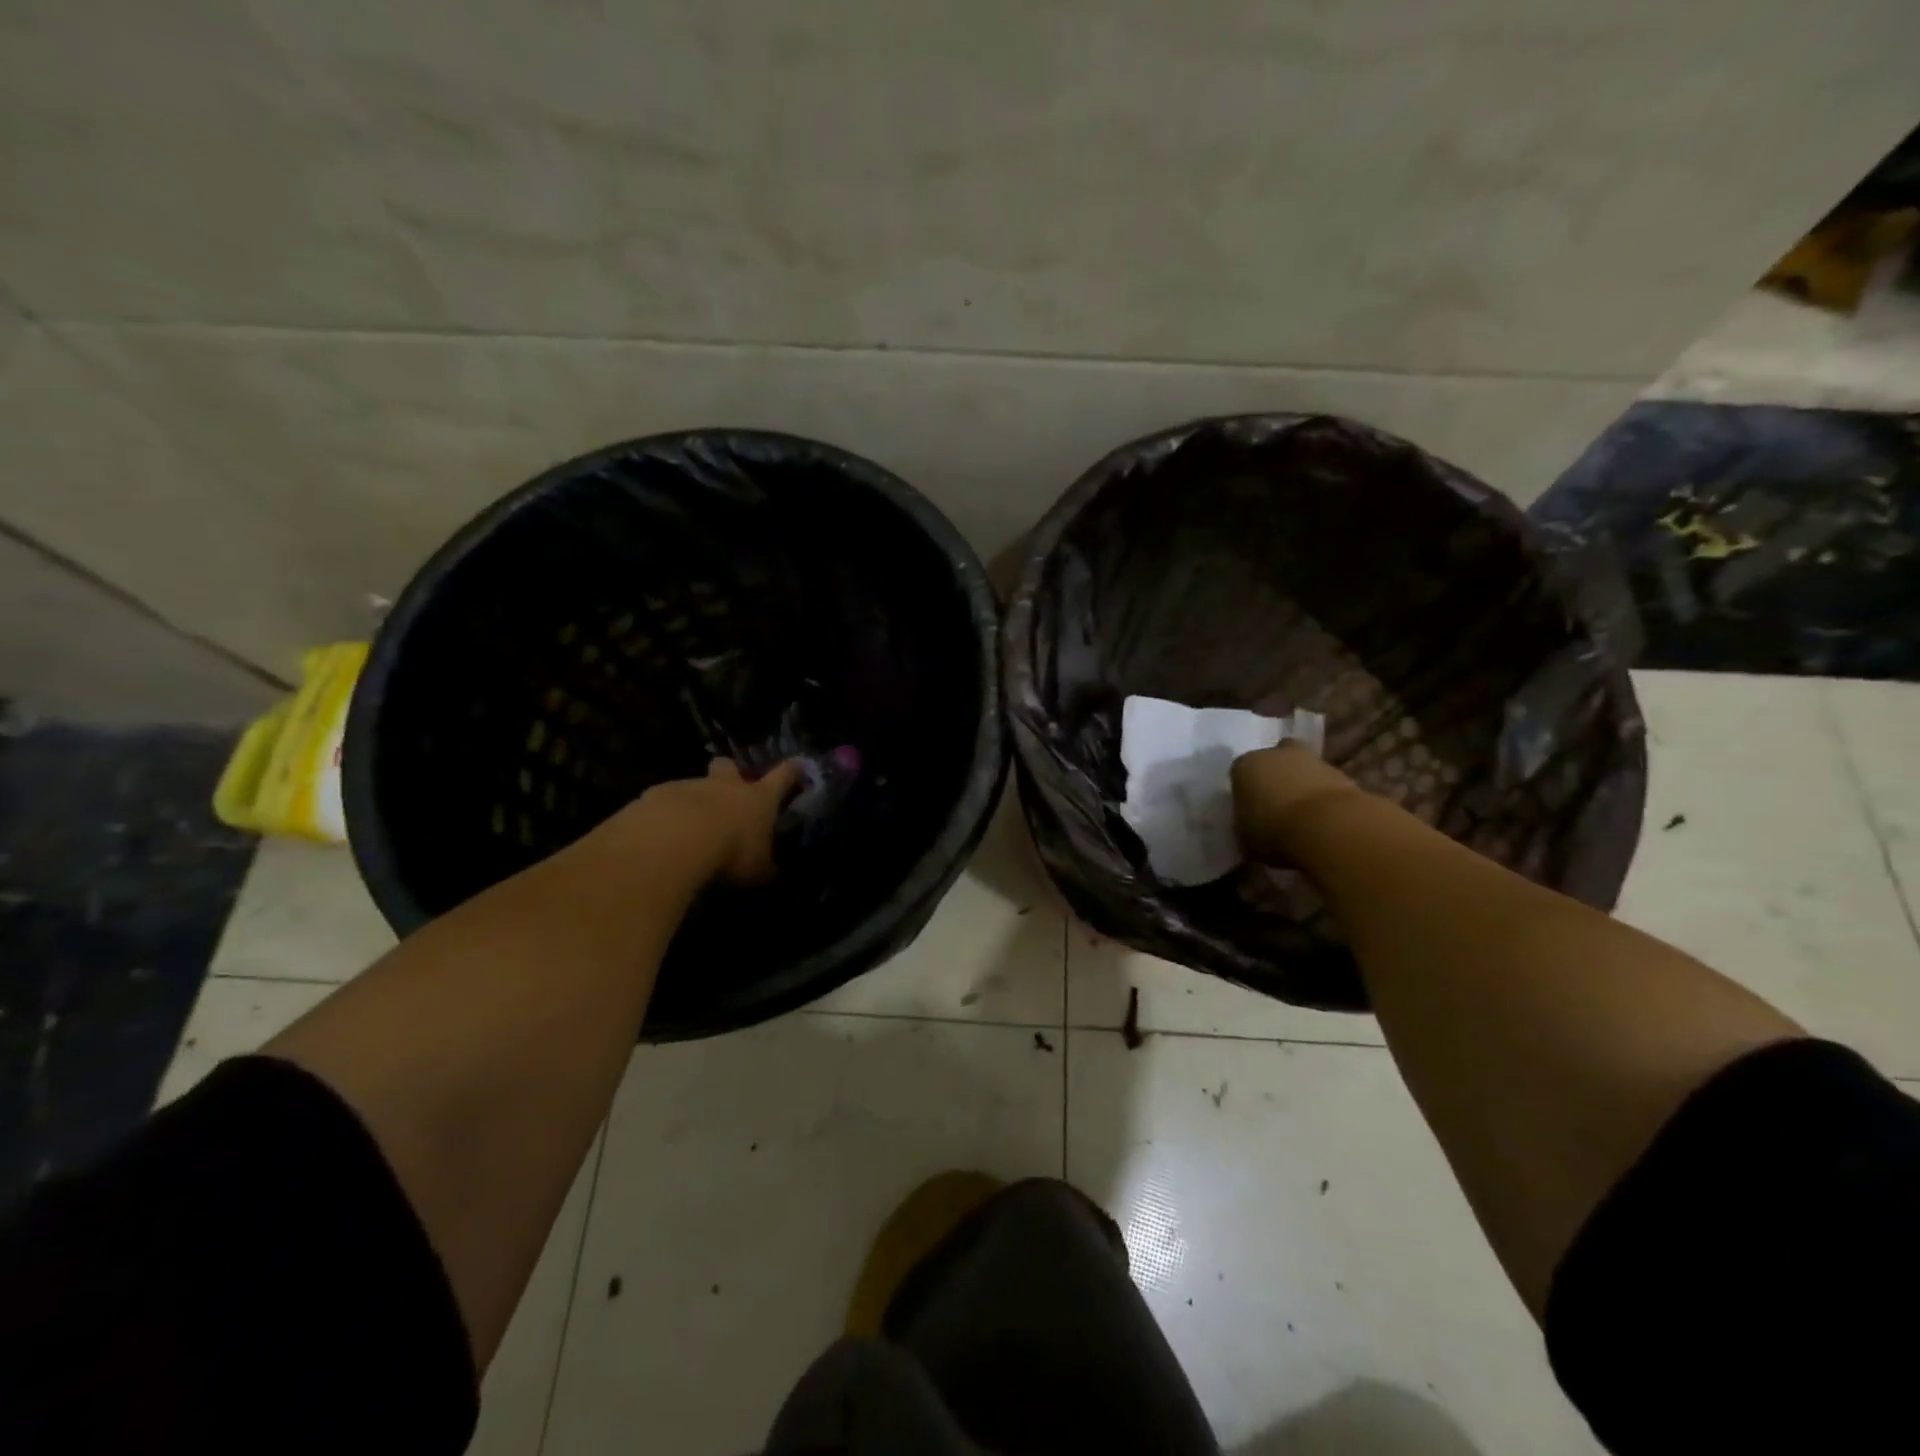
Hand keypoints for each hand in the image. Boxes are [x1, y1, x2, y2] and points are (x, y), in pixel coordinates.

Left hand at [635, 758, 801, 885]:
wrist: (672, 841)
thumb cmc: (729, 852)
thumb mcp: (756, 870)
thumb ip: (763, 868)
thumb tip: (772, 872)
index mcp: (757, 798)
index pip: (782, 777)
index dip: (791, 771)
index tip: (798, 765)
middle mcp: (724, 786)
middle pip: (728, 767)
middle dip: (728, 775)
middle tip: (726, 794)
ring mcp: (687, 787)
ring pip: (692, 786)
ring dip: (691, 803)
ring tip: (684, 832)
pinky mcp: (654, 796)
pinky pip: (661, 803)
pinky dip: (661, 816)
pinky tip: (657, 838)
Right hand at [1230, 744, 1365, 862]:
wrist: (1328, 827)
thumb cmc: (1274, 830)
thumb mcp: (1245, 837)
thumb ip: (1245, 826)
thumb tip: (1250, 828)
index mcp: (1244, 765)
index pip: (1239, 773)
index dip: (1245, 791)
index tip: (1250, 810)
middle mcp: (1275, 753)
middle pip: (1273, 760)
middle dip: (1275, 777)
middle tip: (1276, 804)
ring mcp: (1311, 759)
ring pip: (1301, 769)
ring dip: (1302, 785)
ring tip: (1302, 816)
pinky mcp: (1341, 772)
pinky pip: (1324, 783)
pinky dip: (1322, 796)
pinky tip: (1322, 819)